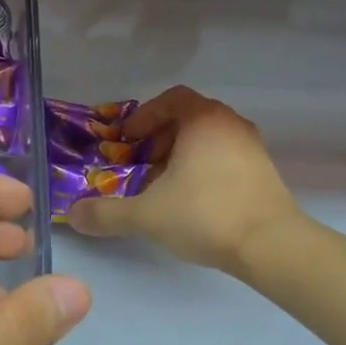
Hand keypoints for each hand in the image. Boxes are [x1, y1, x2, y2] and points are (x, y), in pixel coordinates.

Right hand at [68, 86, 298, 274]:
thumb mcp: (147, 215)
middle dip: (160, 139)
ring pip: (208, 140)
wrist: (271, 245)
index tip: (127, 140)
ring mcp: (252, 148)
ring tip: (163, 187)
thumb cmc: (205, 214)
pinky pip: (225, 159)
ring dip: (181, 157)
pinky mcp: (264, 173)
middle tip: (141, 164)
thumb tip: (73, 215)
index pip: (171, 99)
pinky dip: (204, 170)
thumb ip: (107, 213)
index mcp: (204, 119)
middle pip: (189, 118)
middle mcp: (231, 125)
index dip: (145, 116)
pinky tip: (192, 203)